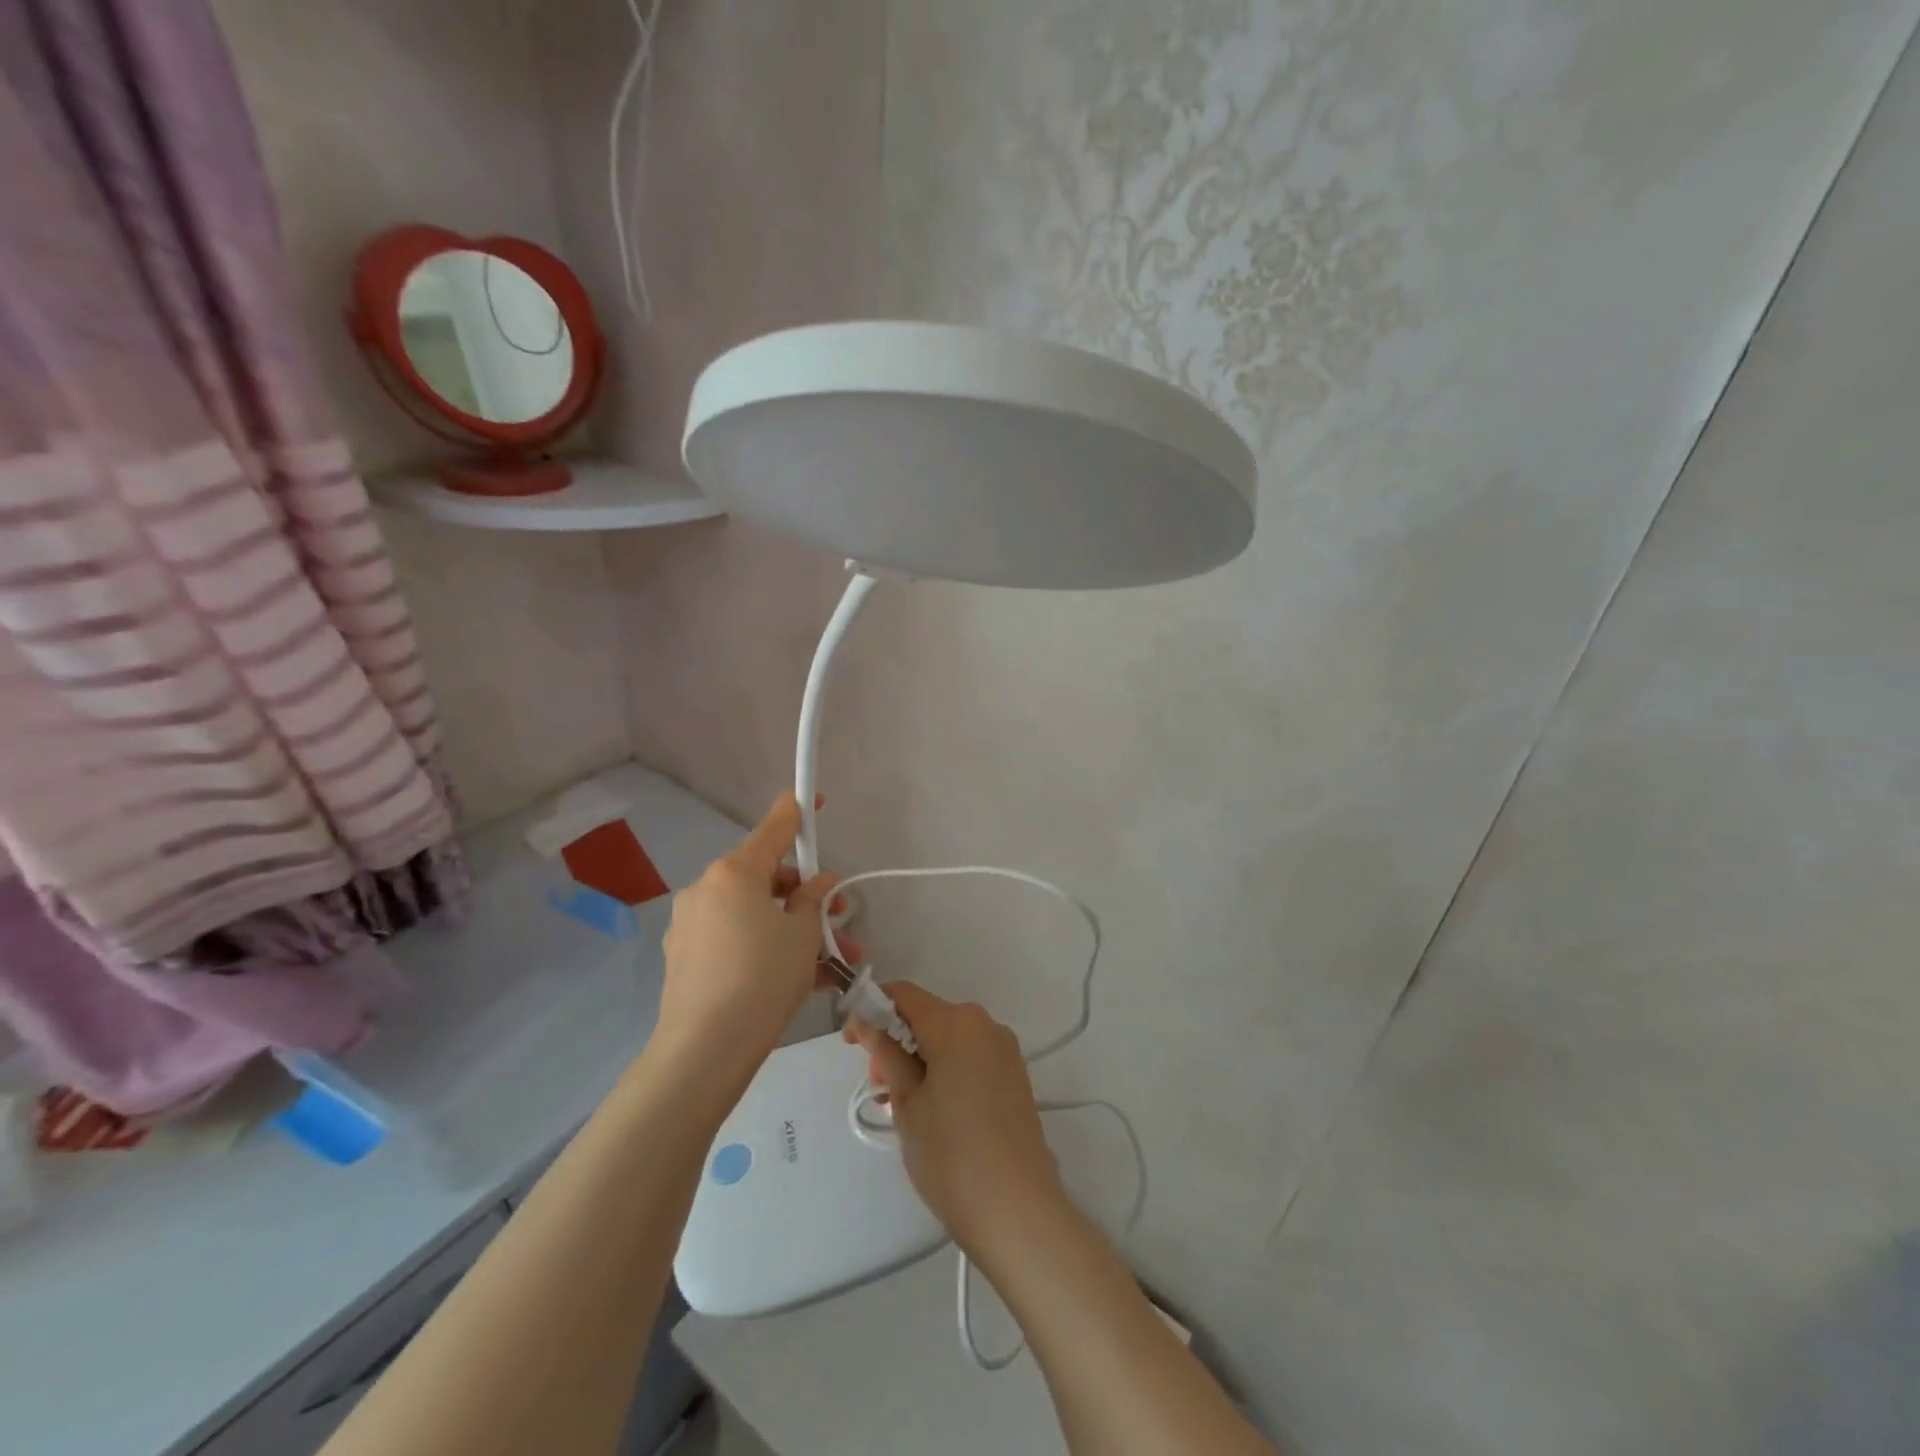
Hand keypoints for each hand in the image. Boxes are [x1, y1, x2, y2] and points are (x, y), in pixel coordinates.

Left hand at [656, 793, 847, 1089]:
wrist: (704, 1051)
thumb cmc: (762, 979)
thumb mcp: (802, 936)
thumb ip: (813, 900)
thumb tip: (818, 884)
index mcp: (735, 873)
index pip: (774, 828)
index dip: (797, 811)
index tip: (812, 797)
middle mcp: (707, 889)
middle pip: (765, 876)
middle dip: (805, 894)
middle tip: (839, 917)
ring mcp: (691, 924)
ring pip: (754, 913)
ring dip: (791, 927)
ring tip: (832, 960)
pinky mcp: (685, 957)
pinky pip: (736, 939)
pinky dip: (765, 947)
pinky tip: (800, 978)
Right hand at [845, 982, 1065, 1262]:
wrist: (1017, 1210)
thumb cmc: (951, 1155)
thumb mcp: (907, 1103)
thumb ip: (886, 1053)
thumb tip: (865, 1020)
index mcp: (956, 1023)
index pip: (904, 994)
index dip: (872, 1008)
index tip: (852, 1042)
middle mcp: (984, 1024)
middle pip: (928, 1015)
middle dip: (896, 1040)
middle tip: (878, 1086)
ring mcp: (1004, 1049)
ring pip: (948, 1037)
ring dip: (919, 1057)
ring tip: (902, 1106)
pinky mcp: (1014, 1074)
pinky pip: (970, 1055)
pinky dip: (945, 1068)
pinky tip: (934, 1109)